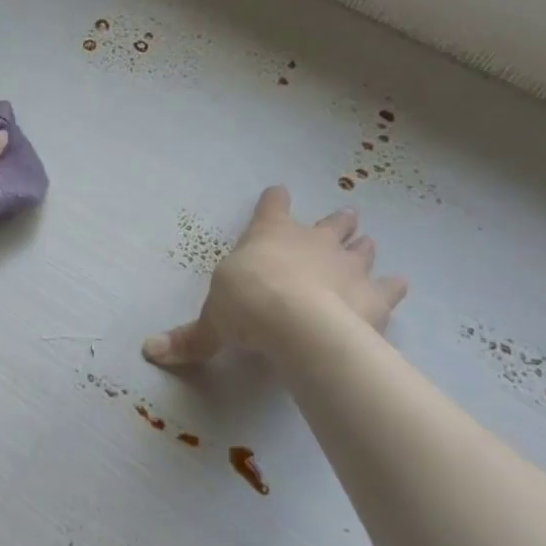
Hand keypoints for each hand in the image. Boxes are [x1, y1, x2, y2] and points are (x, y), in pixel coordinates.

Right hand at [142, 186, 406, 366]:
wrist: (296, 323)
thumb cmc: (247, 306)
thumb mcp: (211, 323)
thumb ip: (189, 338)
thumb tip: (149, 351)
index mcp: (270, 234)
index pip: (273, 205)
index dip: (275, 200)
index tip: (278, 194)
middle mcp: (313, 240)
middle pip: (332, 222)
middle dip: (336, 222)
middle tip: (342, 221)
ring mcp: (348, 264)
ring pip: (362, 247)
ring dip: (362, 248)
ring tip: (364, 250)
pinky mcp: (375, 294)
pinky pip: (391, 285)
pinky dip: (392, 286)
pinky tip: (395, 287)